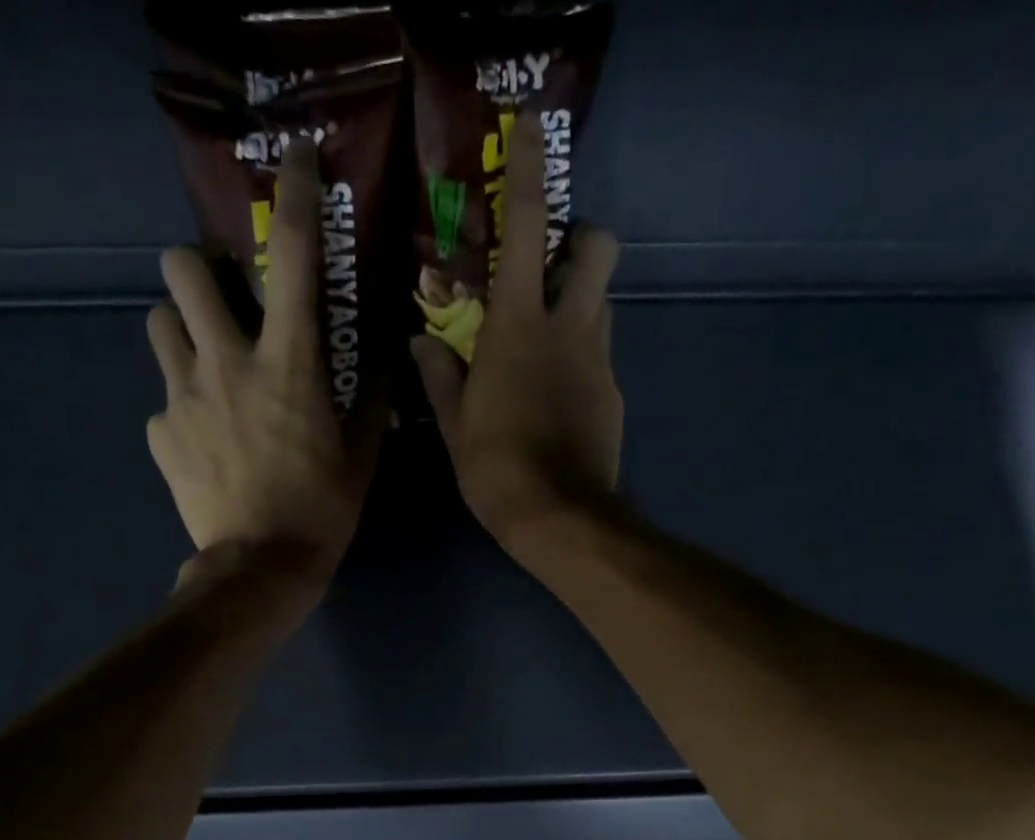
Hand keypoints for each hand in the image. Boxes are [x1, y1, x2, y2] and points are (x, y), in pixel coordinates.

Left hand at [146, 139, 380, 587]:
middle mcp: (227, 362)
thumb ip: (369, 404)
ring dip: (181, 332)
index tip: (294, 161)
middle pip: (182, 268)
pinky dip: (182, 412)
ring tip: (205, 367)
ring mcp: (183, 396)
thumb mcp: (360, 459)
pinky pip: (163, 402)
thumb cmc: (321, 512)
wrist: (260, 569)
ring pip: (158, 324)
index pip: (292, 257)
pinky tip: (204, 445)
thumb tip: (381, 367)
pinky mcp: (160, 434)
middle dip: (197, 268)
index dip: (294, 196)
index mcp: (288, 363)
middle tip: (221, 302)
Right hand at [411, 112, 623, 546]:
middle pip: (598, 246)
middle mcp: (568, 326)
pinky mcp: (613, 392)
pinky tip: (559, 395)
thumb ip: (440, 375)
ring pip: (603, 300)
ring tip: (548, 337)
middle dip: (582, 237)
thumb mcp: (455, 425)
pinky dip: (581, 357)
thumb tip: (421, 340)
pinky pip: (601, 354)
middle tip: (552, 265)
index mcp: (518, 325)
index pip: (528, 227)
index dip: (529, 171)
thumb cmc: (497, 469)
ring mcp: (599, 359)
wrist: (560, 517)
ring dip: (581, 299)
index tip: (533, 128)